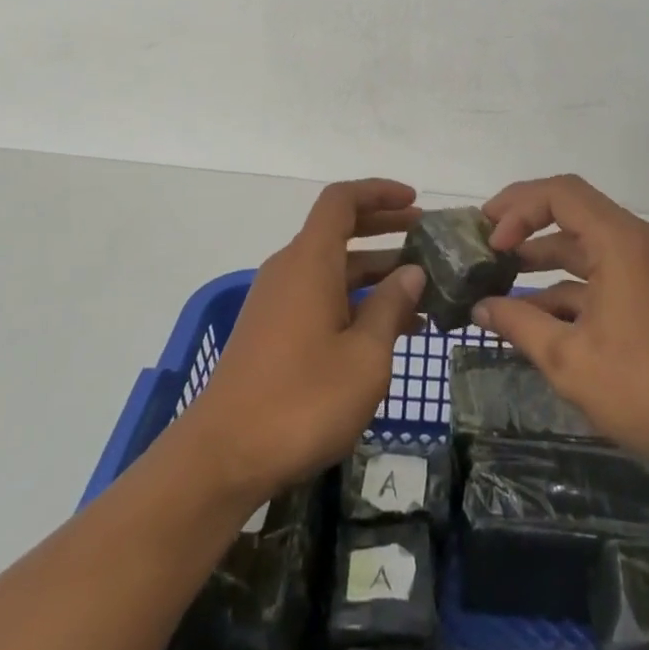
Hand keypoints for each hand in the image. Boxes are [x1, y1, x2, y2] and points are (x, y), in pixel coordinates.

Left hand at [179, 179, 426, 500]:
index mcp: (310, 261)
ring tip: (421, 291)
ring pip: (333, 268)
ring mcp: (278, 301)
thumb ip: (390, 307)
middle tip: (426, 237)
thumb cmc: (302, 400)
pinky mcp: (272, 331)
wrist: (223, 457)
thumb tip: (411, 272)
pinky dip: (354, 299)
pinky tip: (387, 331)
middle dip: (383, 227)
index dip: (379, 192)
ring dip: (374, 271)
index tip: (415, 200)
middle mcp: (290, 270)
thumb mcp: (364, 357)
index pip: (342, 201)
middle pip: (338, 230)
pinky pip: (320, 296)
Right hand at [473, 175, 648, 474]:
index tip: (491, 242)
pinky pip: (603, 269)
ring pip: (586, 242)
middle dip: (526, 221)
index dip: (518, 207)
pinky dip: (569, 282)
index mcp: (620, 241)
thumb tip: (479, 308)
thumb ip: (518, 325)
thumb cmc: (643, 388)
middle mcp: (637, 241)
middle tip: (487, 241)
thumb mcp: (568, 359)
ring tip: (502, 275)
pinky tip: (538, 312)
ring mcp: (648, 266)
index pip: (560, 193)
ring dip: (545, 255)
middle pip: (572, 209)